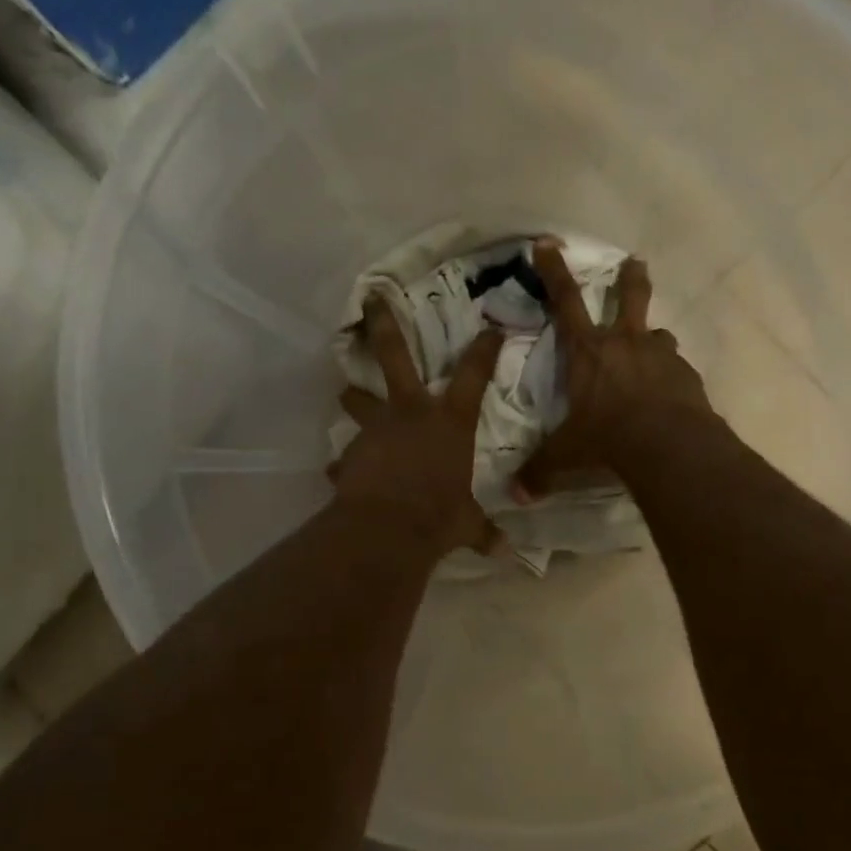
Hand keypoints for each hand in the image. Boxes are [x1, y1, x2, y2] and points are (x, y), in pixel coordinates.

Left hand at [332, 297, 505, 556]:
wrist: (386, 531)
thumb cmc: (438, 517)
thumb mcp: (466, 524)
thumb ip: (482, 531)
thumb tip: (506, 552)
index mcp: (449, 422)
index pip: (473, 375)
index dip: (484, 349)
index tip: (491, 328)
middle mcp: (410, 414)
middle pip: (393, 355)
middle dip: (382, 324)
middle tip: (370, 298)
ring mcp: (376, 430)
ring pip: (359, 402)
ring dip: (353, 398)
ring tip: (346, 394)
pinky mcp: (351, 455)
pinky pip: (347, 458)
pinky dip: (347, 465)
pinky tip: (343, 473)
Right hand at [513, 239, 711, 501]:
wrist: (666, 445)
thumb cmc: (605, 439)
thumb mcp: (566, 455)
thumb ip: (541, 471)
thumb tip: (516, 495)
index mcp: (588, 352)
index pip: (564, 302)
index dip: (554, 271)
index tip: (549, 243)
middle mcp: (625, 344)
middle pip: (629, 298)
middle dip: (630, 279)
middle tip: (636, 263)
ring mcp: (661, 357)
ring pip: (659, 334)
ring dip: (654, 339)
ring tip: (653, 350)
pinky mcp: (688, 376)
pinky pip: (678, 369)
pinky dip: (672, 376)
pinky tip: (672, 394)